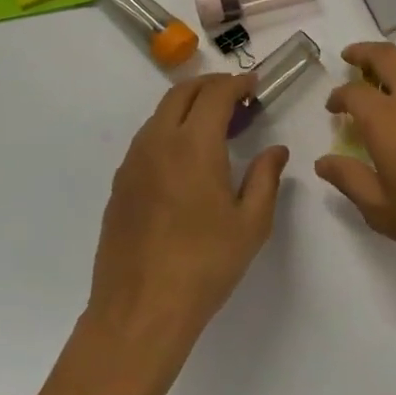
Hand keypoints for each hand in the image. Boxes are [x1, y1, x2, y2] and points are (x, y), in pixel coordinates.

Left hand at [85, 74, 288, 382]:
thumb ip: (265, 178)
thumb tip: (275, 151)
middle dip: (210, 86)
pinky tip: (186, 160)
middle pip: (181, 94)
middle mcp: (158, 144)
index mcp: (194, 145)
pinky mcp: (120, 186)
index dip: (237, 83)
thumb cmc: (205, 264)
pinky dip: (170, 131)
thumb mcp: (252, 223)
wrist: (140, 310)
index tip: (254, 85)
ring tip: (215, 126)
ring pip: (160, 115)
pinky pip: (147, 141)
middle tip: (236, 97)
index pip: (215, 94)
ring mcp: (133, 164)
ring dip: (188, 107)